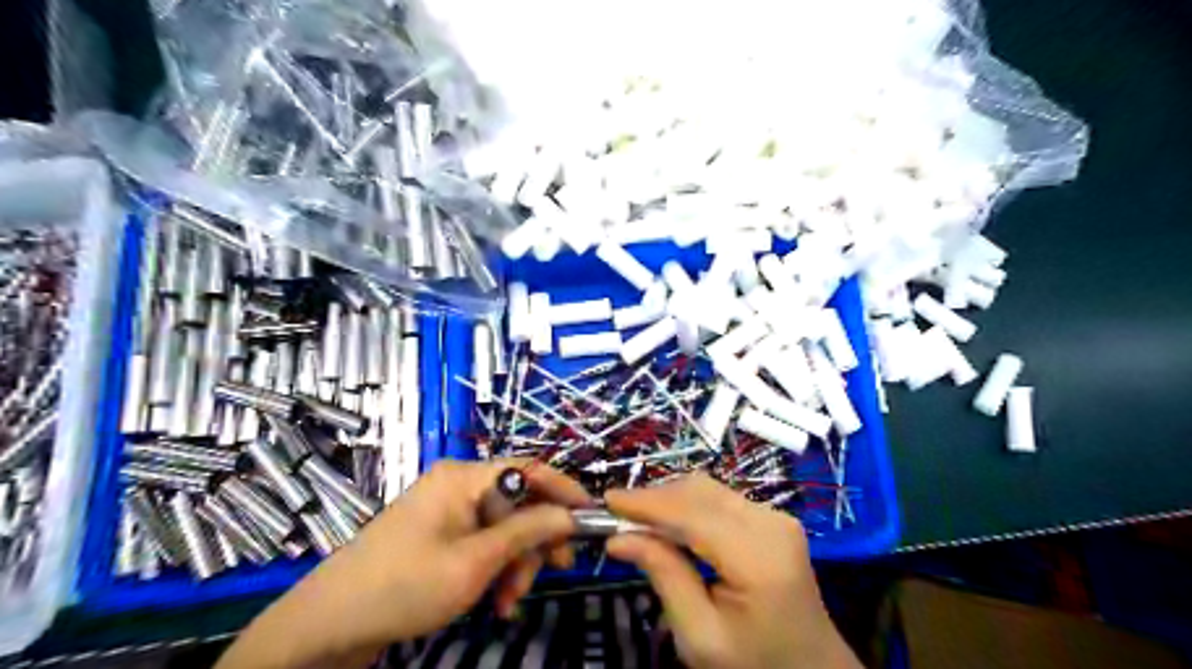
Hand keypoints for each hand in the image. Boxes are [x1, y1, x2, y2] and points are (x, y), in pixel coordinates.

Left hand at [216, 461, 589, 668]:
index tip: (592, 515)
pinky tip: (494, 600)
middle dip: (535, 541)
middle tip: (552, 573)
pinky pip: (482, 542)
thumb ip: (527, 532)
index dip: (564, 489)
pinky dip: (494, 568)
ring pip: (503, 528)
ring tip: (509, 602)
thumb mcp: (475, 562)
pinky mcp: (439, 535)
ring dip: (515, 563)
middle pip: (518, 502)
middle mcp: (458, 485)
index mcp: (464, 478)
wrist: (328, 626)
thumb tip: (570, 513)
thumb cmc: (405, 586)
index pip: (529, 469)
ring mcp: (447, 511)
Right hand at [606, 473, 858, 667]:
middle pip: (700, 491)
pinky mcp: (773, 519)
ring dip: (670, 499)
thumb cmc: (756, 665)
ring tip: (638, 521)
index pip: (692, 514)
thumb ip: (664, 577)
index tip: (607, 500)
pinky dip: (688, 506)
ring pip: (708, 489)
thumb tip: (619, 538)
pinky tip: (670, 524)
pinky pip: (721, 499)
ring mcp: (776, 517)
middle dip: (655, 498)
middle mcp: (772, 523)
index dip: (647, 503)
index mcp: (759, 558)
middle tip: (617, 516)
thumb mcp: (701, 637)